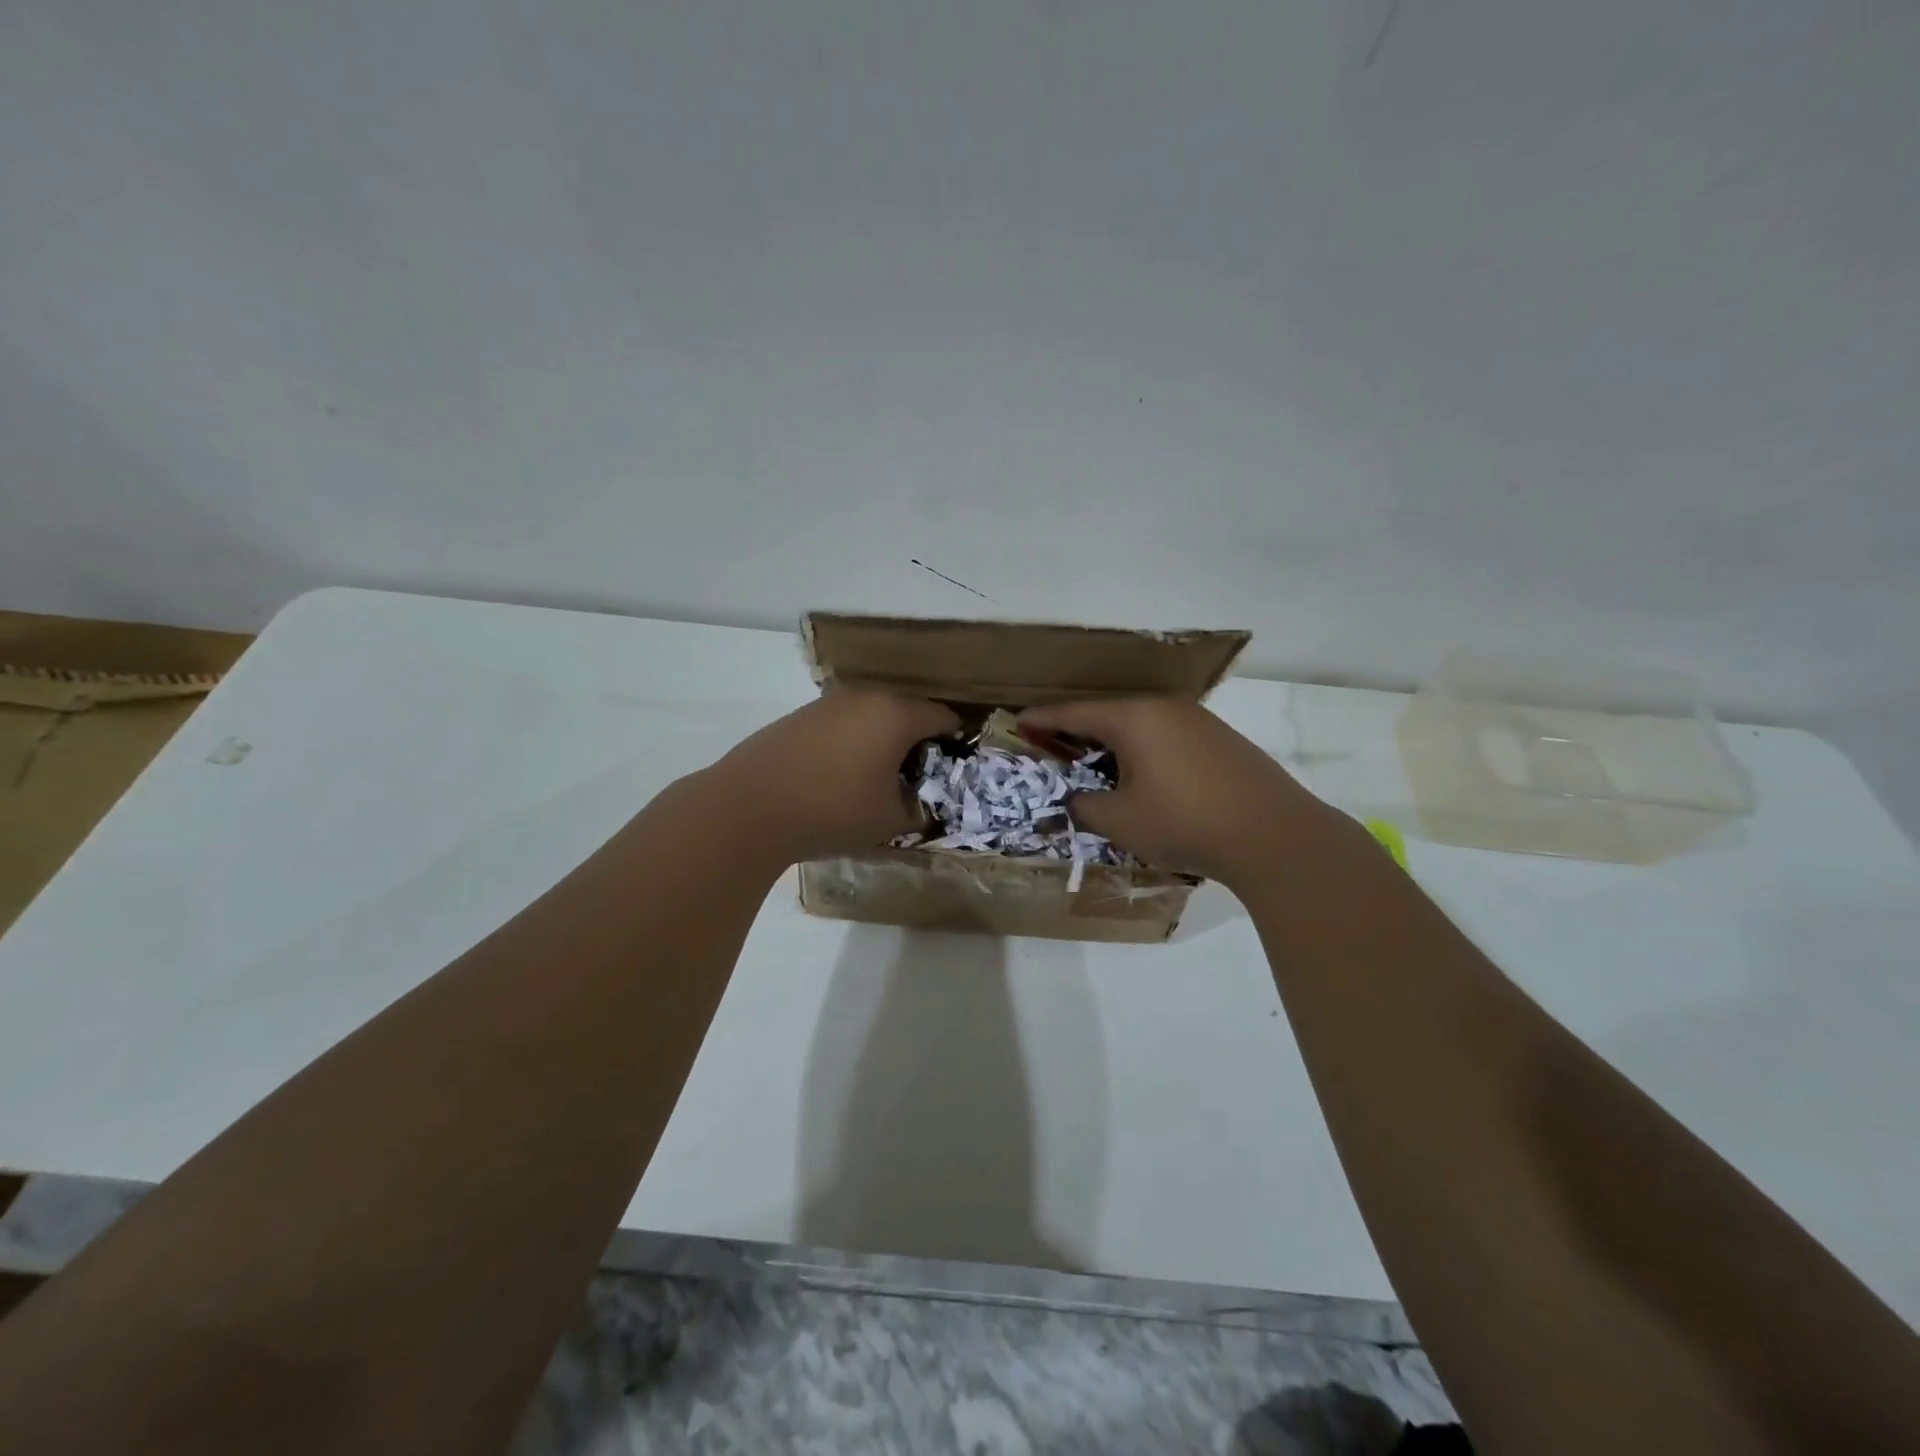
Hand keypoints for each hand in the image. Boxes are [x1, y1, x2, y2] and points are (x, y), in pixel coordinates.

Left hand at [704, 689, 958, 864]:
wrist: (747, 809)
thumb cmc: (832, 811)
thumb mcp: (890, 821)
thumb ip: (919, 811)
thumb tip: (923, 806)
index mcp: (896, 714)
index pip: (943, 716)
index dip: (956, 741)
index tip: (956, 767)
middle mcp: (864, 698)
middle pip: (906, 712)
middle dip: (917, 742)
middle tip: (917, 779)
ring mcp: (827, 704)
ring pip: (871, 717)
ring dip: (882, 741)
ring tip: (876, 780)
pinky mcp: (798, 717)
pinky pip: (841, 725)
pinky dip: (851, 744)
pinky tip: (837, 777)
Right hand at [1017, 698, 1339, 885]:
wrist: (1274, 835)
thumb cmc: (1184, 822)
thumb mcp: (1120, 821)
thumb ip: (1084, 806)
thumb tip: (1076, 800)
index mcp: (1133, 718)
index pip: (1074, 713)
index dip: (1042, 719)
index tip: (1019, 722)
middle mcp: (1164, 708)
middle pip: (1107, 714)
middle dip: (1077, 731)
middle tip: (1054, 747)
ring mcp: (1197, 720)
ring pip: (1139, 724)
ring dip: (1112, 742)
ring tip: (1096, 764)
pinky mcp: (1221, 739)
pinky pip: (1166, 735)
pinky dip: (1143, 749)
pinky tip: (1144, 775)